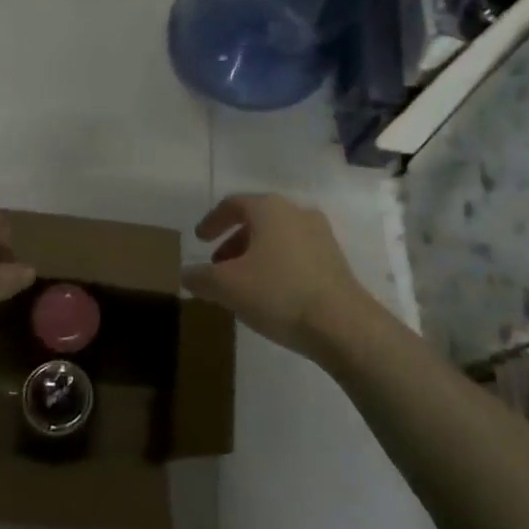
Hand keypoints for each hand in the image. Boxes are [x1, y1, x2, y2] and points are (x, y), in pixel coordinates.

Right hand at [181, 194, 369, 357]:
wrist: (342, 324)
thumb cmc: (278, 293)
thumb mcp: (227, 287)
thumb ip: (200, 277)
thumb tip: (186, 274)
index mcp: (269, 209)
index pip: (233, 204)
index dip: (212, 221)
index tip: (199, 239)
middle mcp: (296, 212)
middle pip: (257, 220)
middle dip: (233, 241)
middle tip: (218, 265)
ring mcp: (320, 235)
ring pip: (277, 238)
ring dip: (255, 255)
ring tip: (242, 283)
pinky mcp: (335, 259)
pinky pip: (296, 254)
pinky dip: (277, 265)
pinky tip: (270, 294)